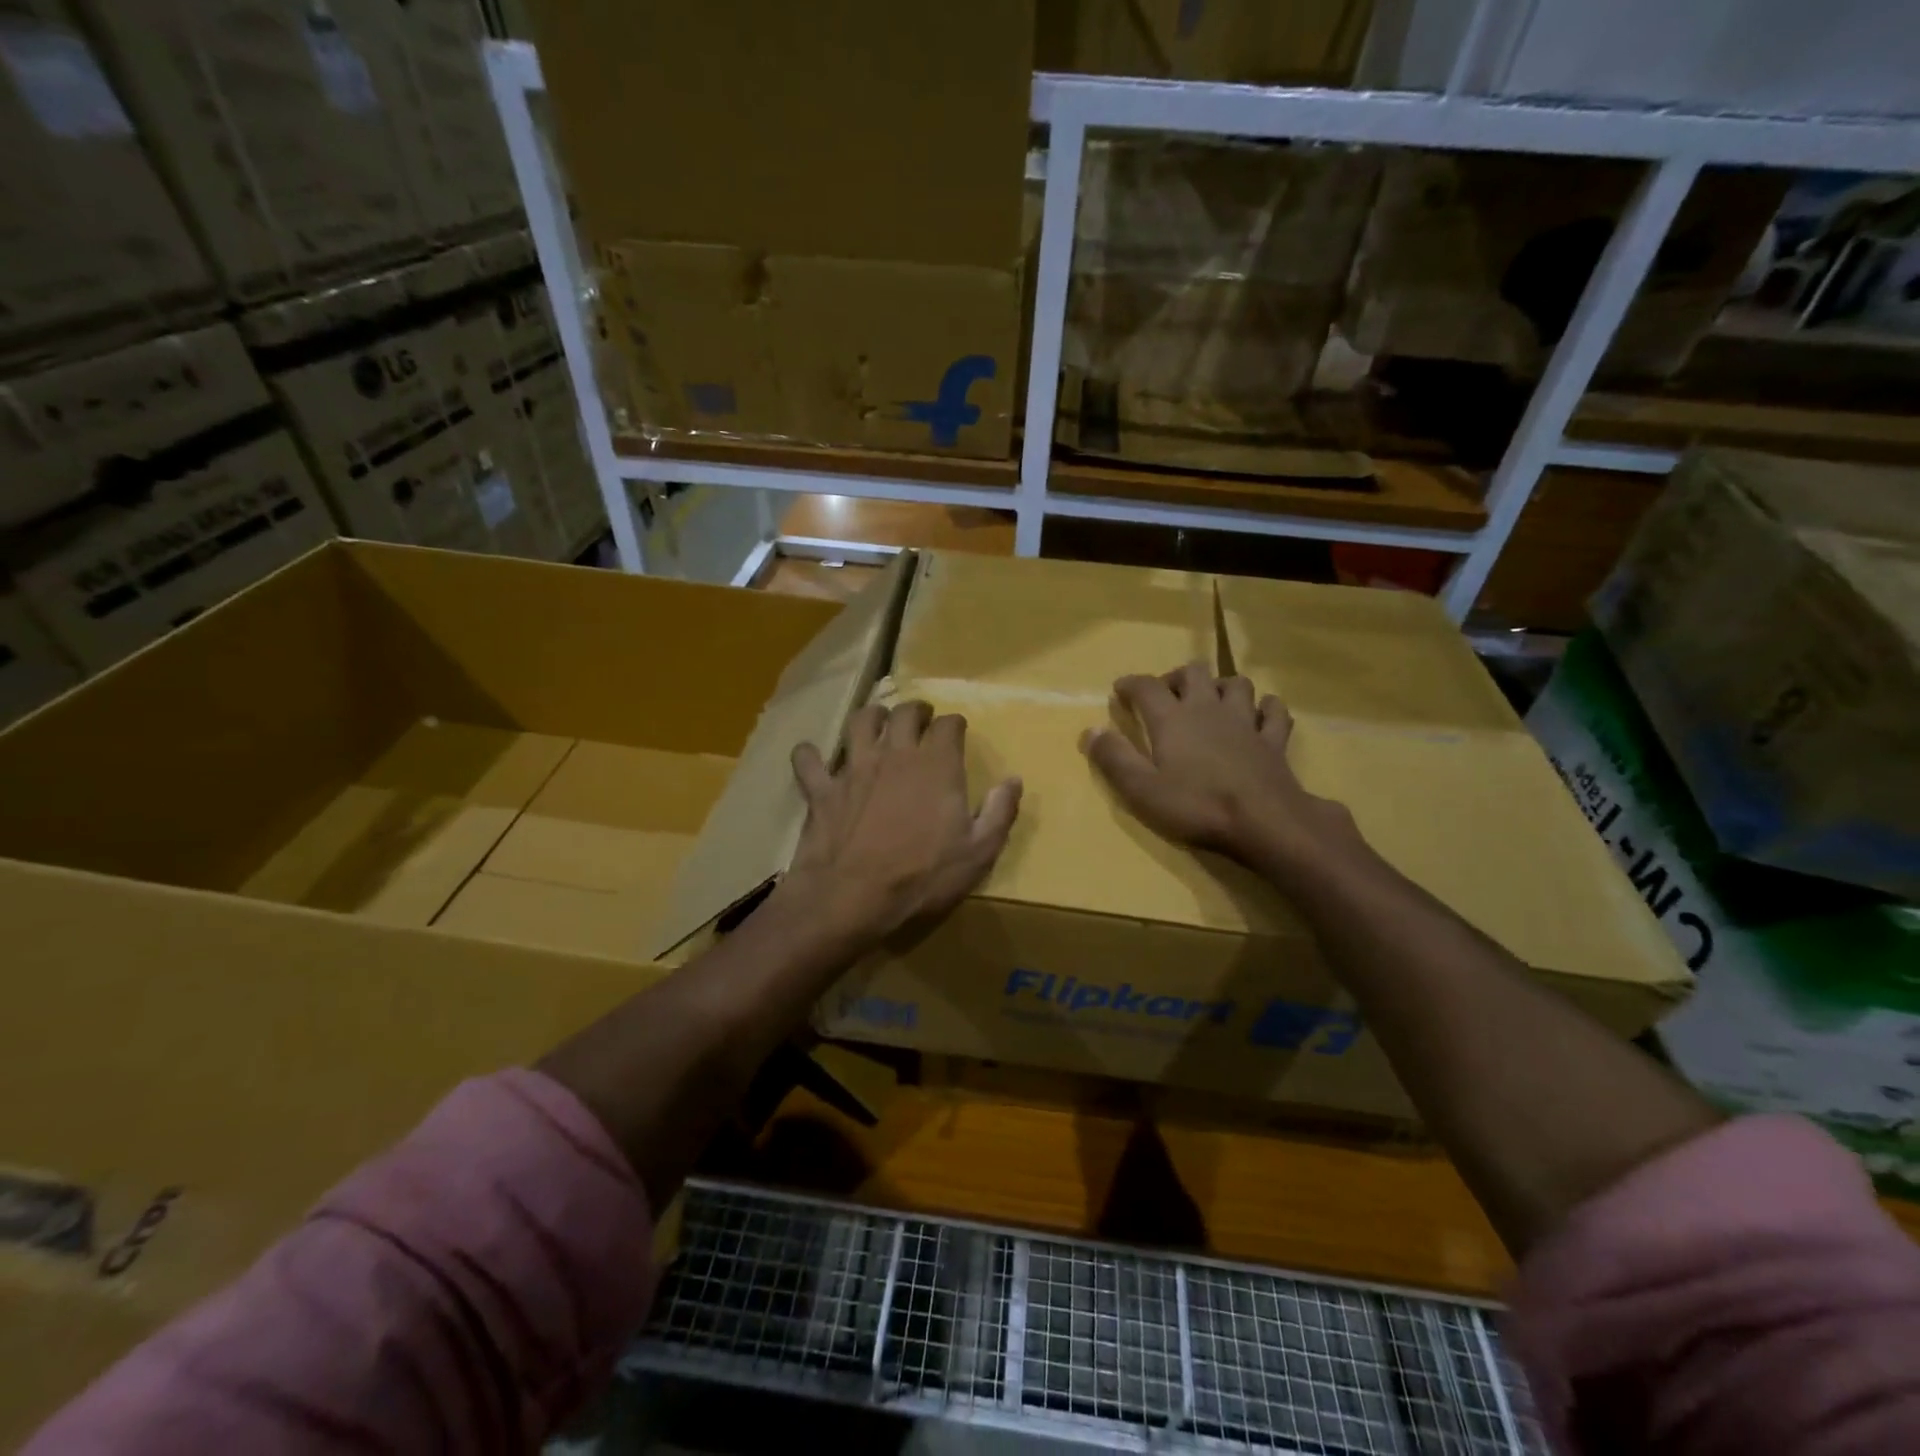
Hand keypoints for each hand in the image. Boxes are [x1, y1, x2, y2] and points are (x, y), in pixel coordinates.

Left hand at [776, 700, 1021, 951]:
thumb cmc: (922, 877)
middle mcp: (895, 754)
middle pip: (905, 713)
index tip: (957, 731)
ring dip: (871, 717)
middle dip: (916, 711)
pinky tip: (812, 757)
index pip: (949, 725)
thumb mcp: (978, 852)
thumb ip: (999, 812)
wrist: (852, 896)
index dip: (955, 725)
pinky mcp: (821, 789)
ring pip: (860, 723)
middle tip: (921, 719)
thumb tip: (1014, 780)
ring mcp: (854, 768)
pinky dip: (809, 756)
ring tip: (877, 722)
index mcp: (936, 765)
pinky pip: (809, 761)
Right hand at [1081, 661, 1348, 866]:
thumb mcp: (1141, 790)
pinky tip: (1258, 716)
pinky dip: (1265, 708)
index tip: (1119, 691)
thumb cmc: (1196, 806)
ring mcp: (1245, 721)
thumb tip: (1090, 730)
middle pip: (1194, 672)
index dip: (1130, 684)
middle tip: (1166, 696)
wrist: (1264, 822)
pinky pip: (1274, 711)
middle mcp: (1208, 708)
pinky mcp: (1273, 740)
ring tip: (1210, 702)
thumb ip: (1113, 758)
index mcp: (1172, 718)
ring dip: (1220, 686)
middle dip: (1176, 677)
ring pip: (1236, 683)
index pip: (1146, 686)